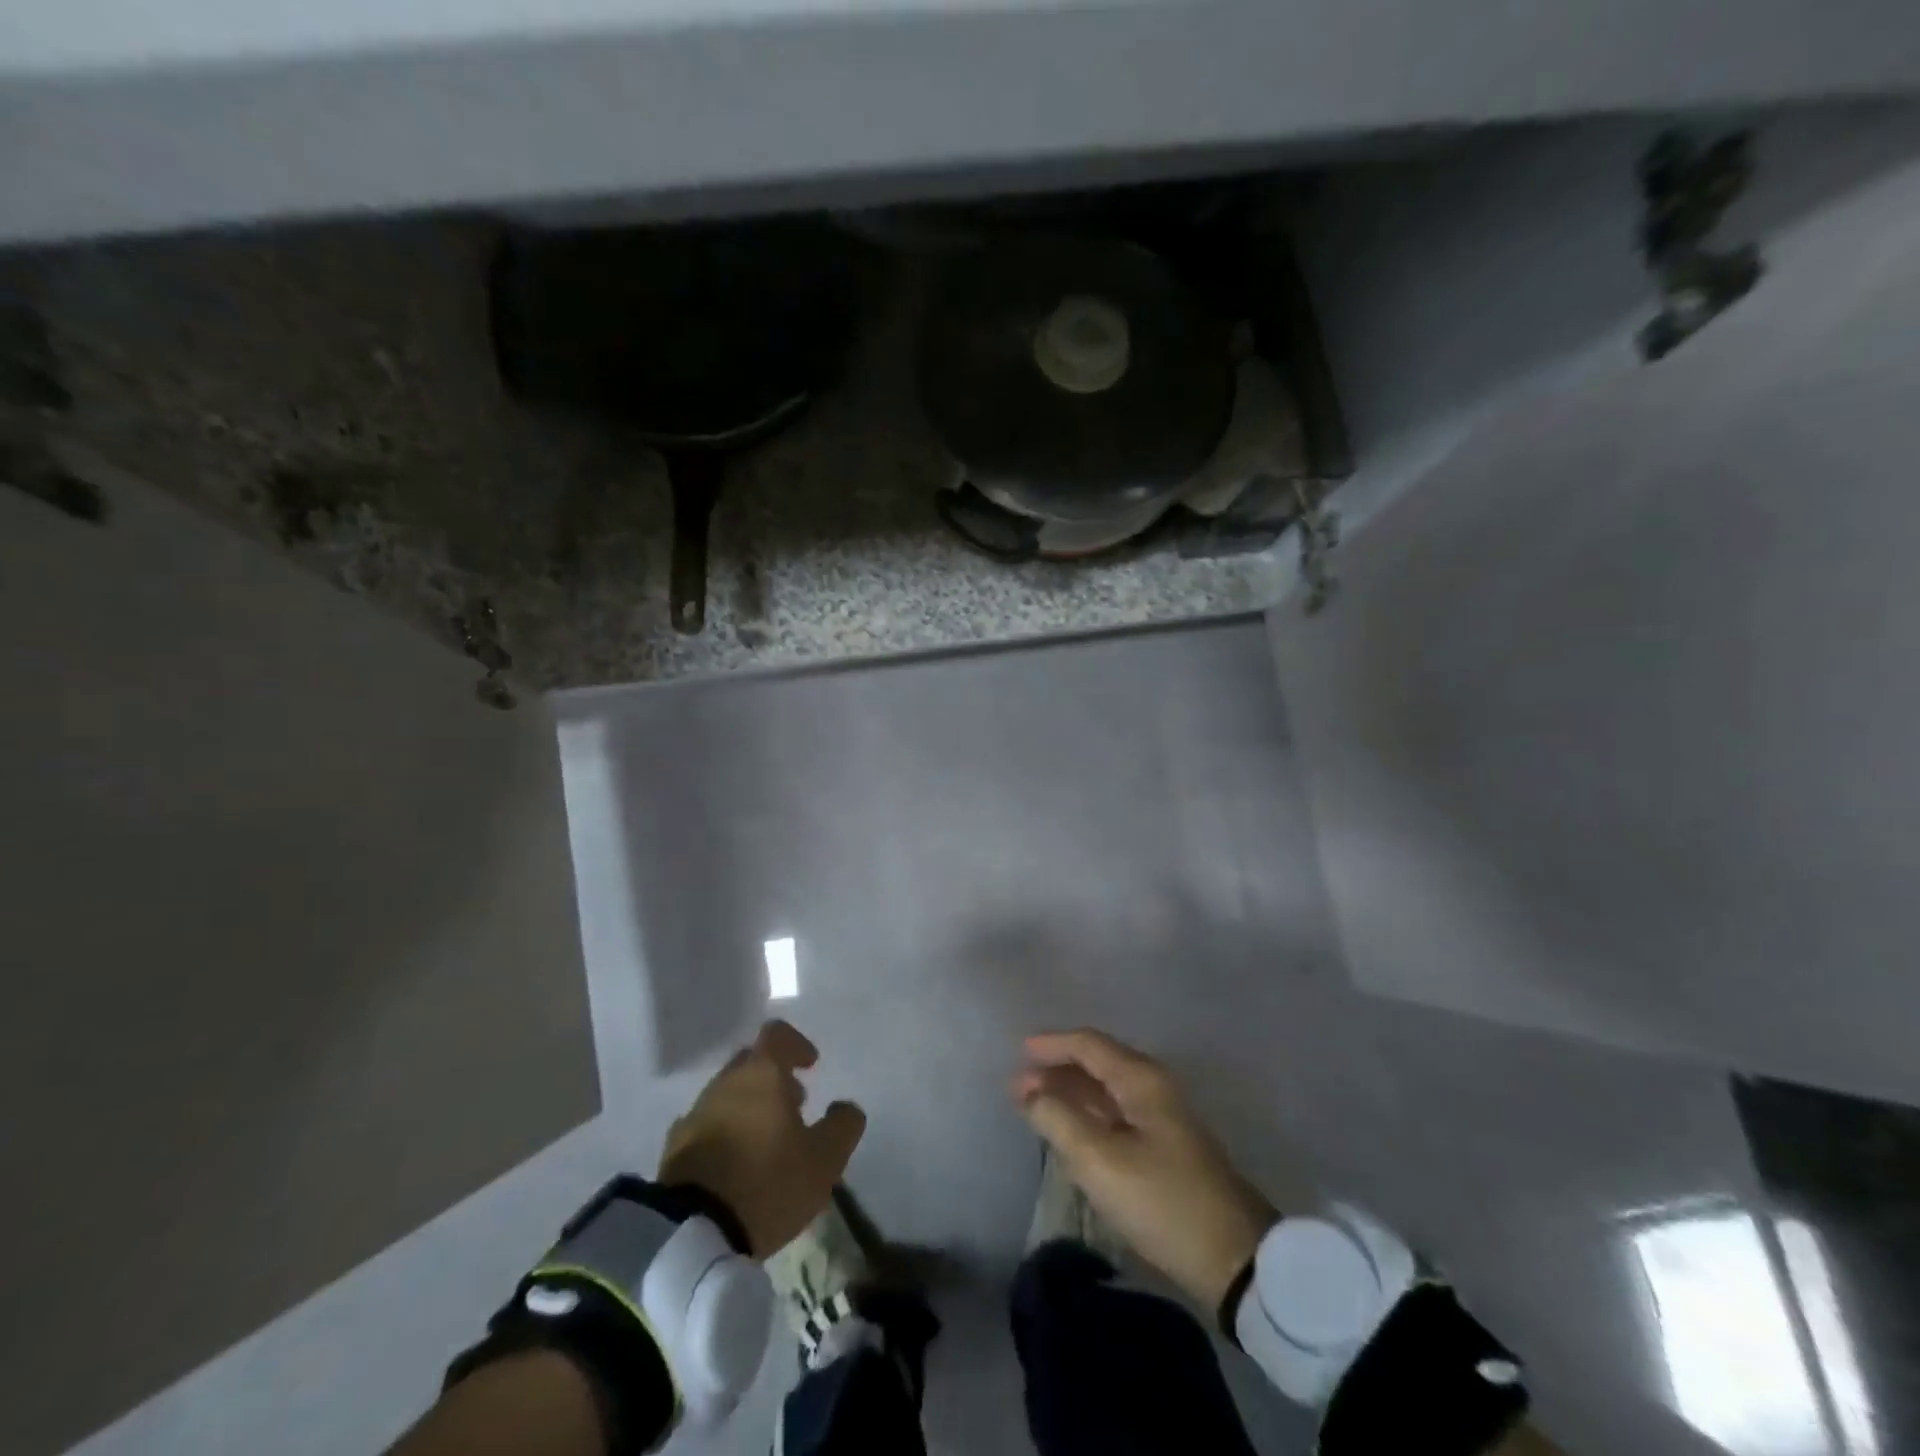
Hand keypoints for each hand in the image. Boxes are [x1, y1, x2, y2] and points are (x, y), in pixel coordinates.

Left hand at [659, 1019, 865, 1257]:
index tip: (810, 1065)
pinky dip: (724, 1134)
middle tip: (793, 1106)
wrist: (692, 1233)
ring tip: (766, 1142)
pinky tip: (735, 1166)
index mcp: (761, 1074)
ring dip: (749, 1107)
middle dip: (773, 1077)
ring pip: (727, 1095)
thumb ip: (842, 1126)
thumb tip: (845, 1108)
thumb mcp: (824, 1159)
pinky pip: (706, 1127)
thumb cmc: (767, 1182)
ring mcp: (695, 1114)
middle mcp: (725, 1083)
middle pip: (750, 1063)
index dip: (796, 1045)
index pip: (777, 1035)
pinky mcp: (674, 1149)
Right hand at [1013, 1028, 1276, 1311]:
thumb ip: (1059, 1120)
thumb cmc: (1163, 1202)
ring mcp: (1162, 1118)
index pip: (1089, 1045)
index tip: (1018, 1051)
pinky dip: (1088, 1115)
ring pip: (1106, 1090)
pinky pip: (1115, 1114)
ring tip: (1034, 1106)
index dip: (1052, 1044)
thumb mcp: (1101, 1162)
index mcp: (1141, 1079)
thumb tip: (1030, 1091)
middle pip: (1098, 1063)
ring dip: (1070, 1093)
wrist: (1235, 1259)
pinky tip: (1070, 1131)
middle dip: (1057, 1070)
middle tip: (1018, 1086)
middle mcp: (1153, 1087)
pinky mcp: (1165, 1147)